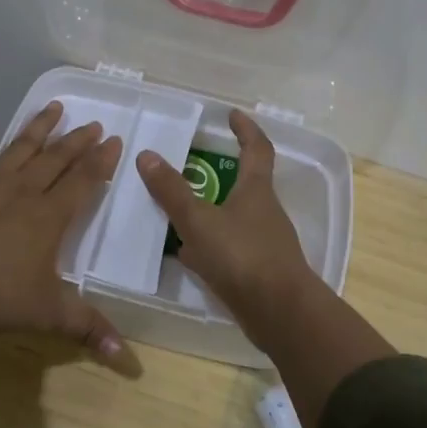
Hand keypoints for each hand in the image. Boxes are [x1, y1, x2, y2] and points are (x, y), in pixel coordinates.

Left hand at [0, 101, 125, 367]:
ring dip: (37, 129)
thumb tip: (125, 357)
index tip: (114, 140)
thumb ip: (88, 328)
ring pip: (19, 150)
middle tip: (93, 123)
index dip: (101, 160)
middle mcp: (23, 192)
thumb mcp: (49, 314)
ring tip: (53, 108)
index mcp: (49, 216)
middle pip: (55, 159)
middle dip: (77, 140)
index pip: (83, 180)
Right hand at [135, 110, 324, 348]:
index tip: (233, 115)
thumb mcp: (199, 221)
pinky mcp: (259, 270)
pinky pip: (231, 247)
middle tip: (193, 165)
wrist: (279, 313)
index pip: (257, 148)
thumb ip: (172, 191)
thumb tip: (147, 155)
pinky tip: (189, 254)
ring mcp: (265, 242)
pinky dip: (211, 244)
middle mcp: (265, 211)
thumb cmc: (242, 256)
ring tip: (180, 210)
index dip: (246, 129)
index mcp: (256, 190)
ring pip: (235, 217)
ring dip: (212, 210)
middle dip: (222, 172)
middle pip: (246, 183)